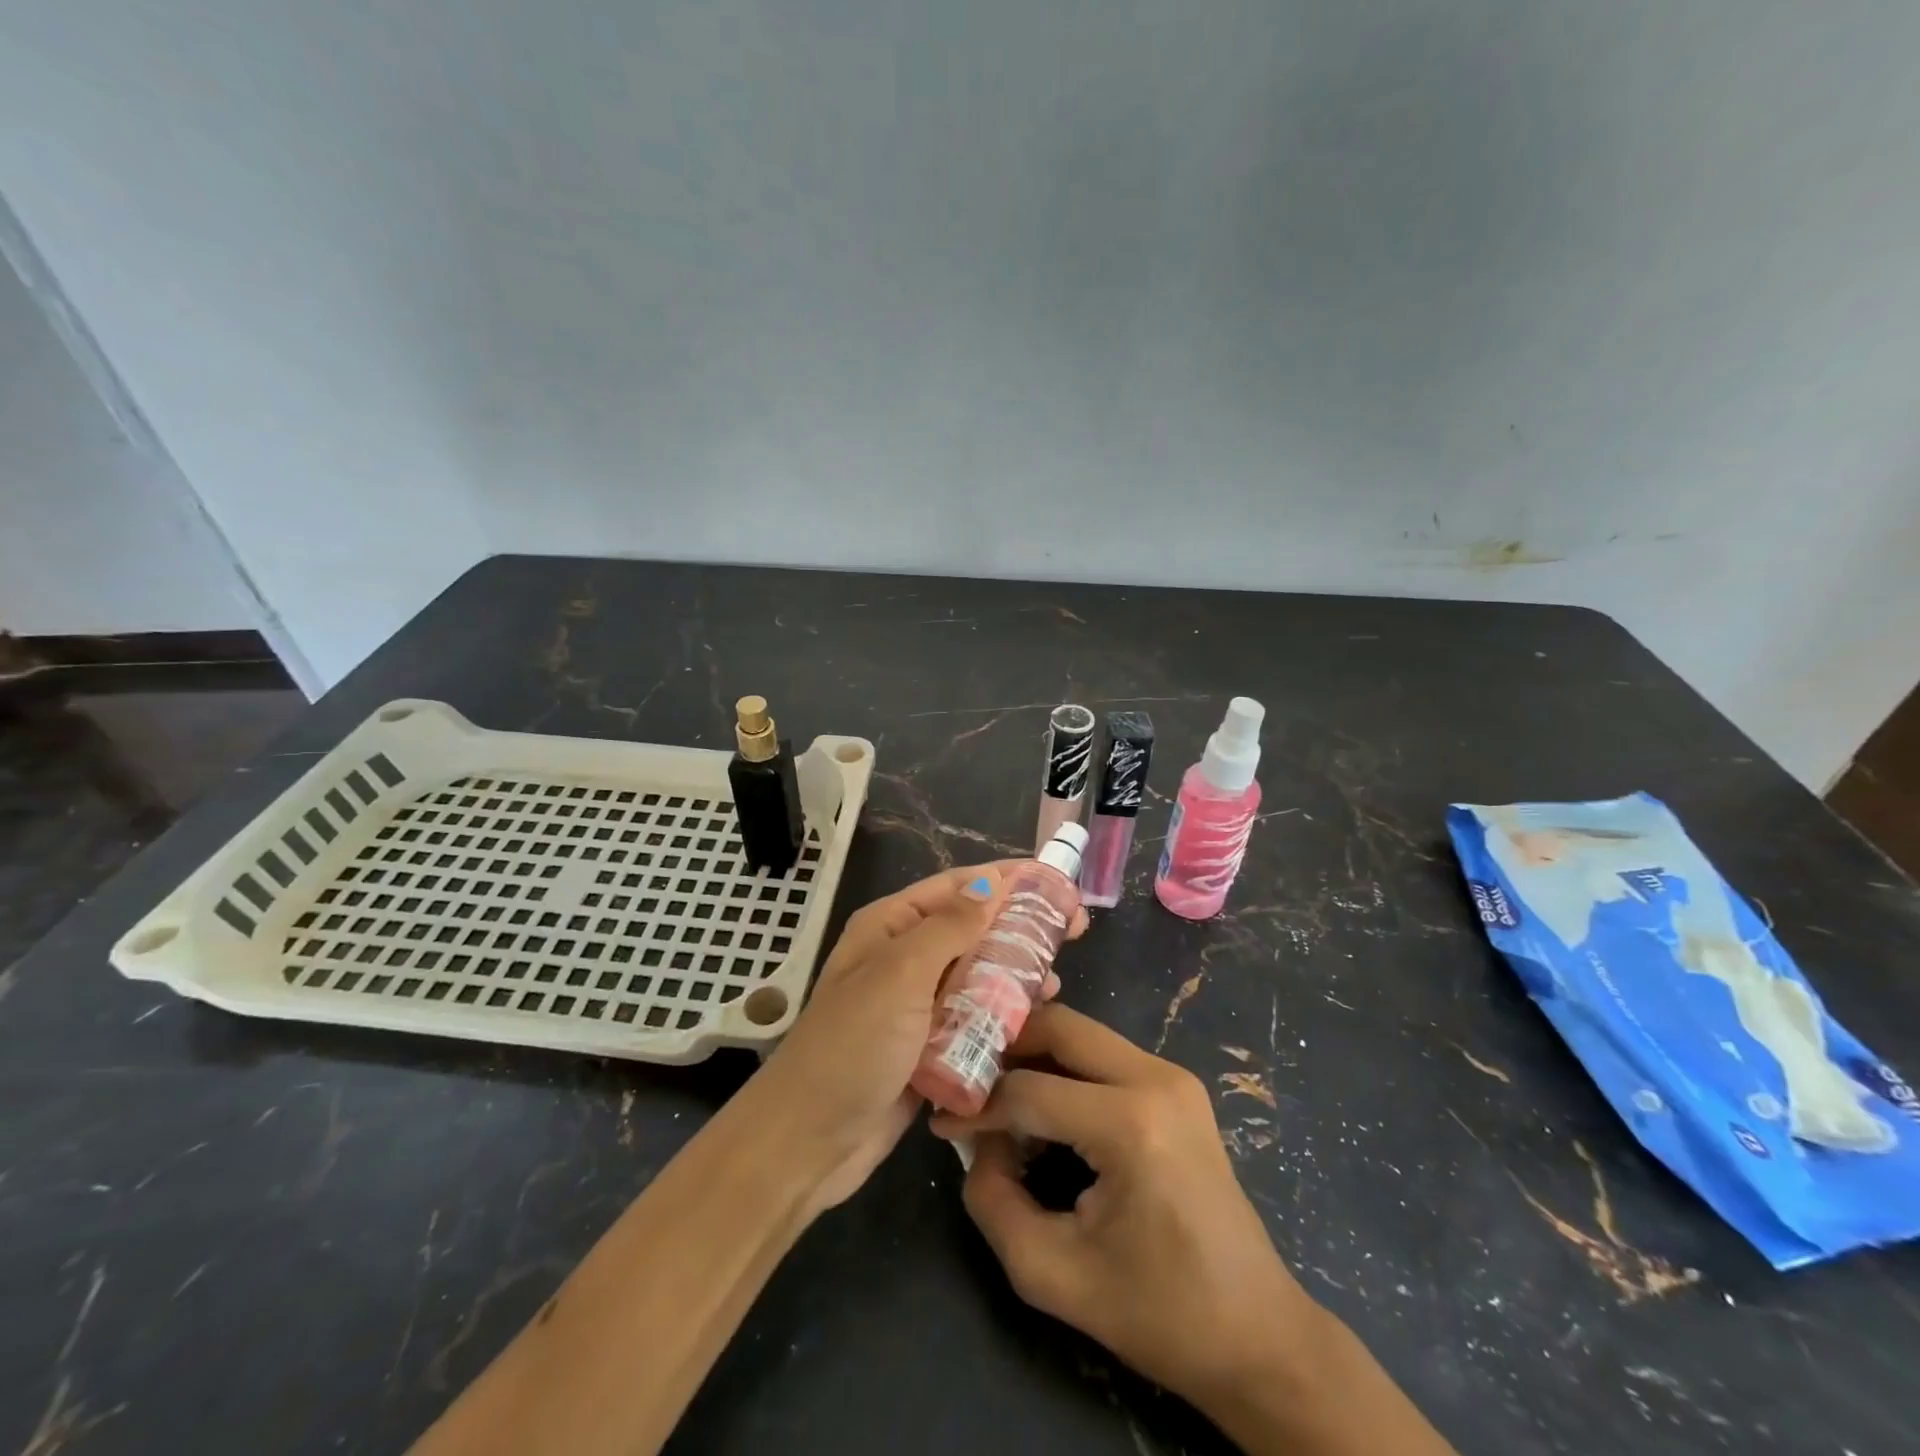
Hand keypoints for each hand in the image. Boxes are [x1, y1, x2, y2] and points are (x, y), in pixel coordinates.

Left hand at [748, 862, 1087, 1216]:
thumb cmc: (853, 1044)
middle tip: (1073, 929)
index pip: (957, 887)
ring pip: (977, 974)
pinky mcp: (929, 1045)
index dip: (1006, 880)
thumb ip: (949, 927)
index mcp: (891, 927)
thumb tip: (990, 883)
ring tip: (1056, 978)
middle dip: (1019, 926)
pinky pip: (974, 1018)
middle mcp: (905, 957)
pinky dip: (1002, 1014)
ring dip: (1015, 972)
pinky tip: (1035, 1017)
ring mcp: (917, 1004)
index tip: (1055, 882)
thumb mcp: (900, 974)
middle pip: (972, 929)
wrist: (809, 1139)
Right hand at [930, 1004, 1317, 1407]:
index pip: (1029, 1089)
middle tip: (968, 1080)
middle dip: (1006, 1047)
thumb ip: (993, 1201)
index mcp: (1131, 1123)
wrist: (1258, 1334)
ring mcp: (1172, 1076)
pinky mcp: (1177, 1086)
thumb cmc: (1158, 1313)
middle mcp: (1156, 1078)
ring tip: (998, 1095)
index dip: (977, 1106)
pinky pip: (1104, 1055)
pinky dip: (1064, 1069)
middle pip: (1059, 1027)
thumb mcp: (1052, 1274)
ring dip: (1034, 1055)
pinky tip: (1044, 1107)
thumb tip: (978, 1141)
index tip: (944, 1124)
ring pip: (1081, 1034)